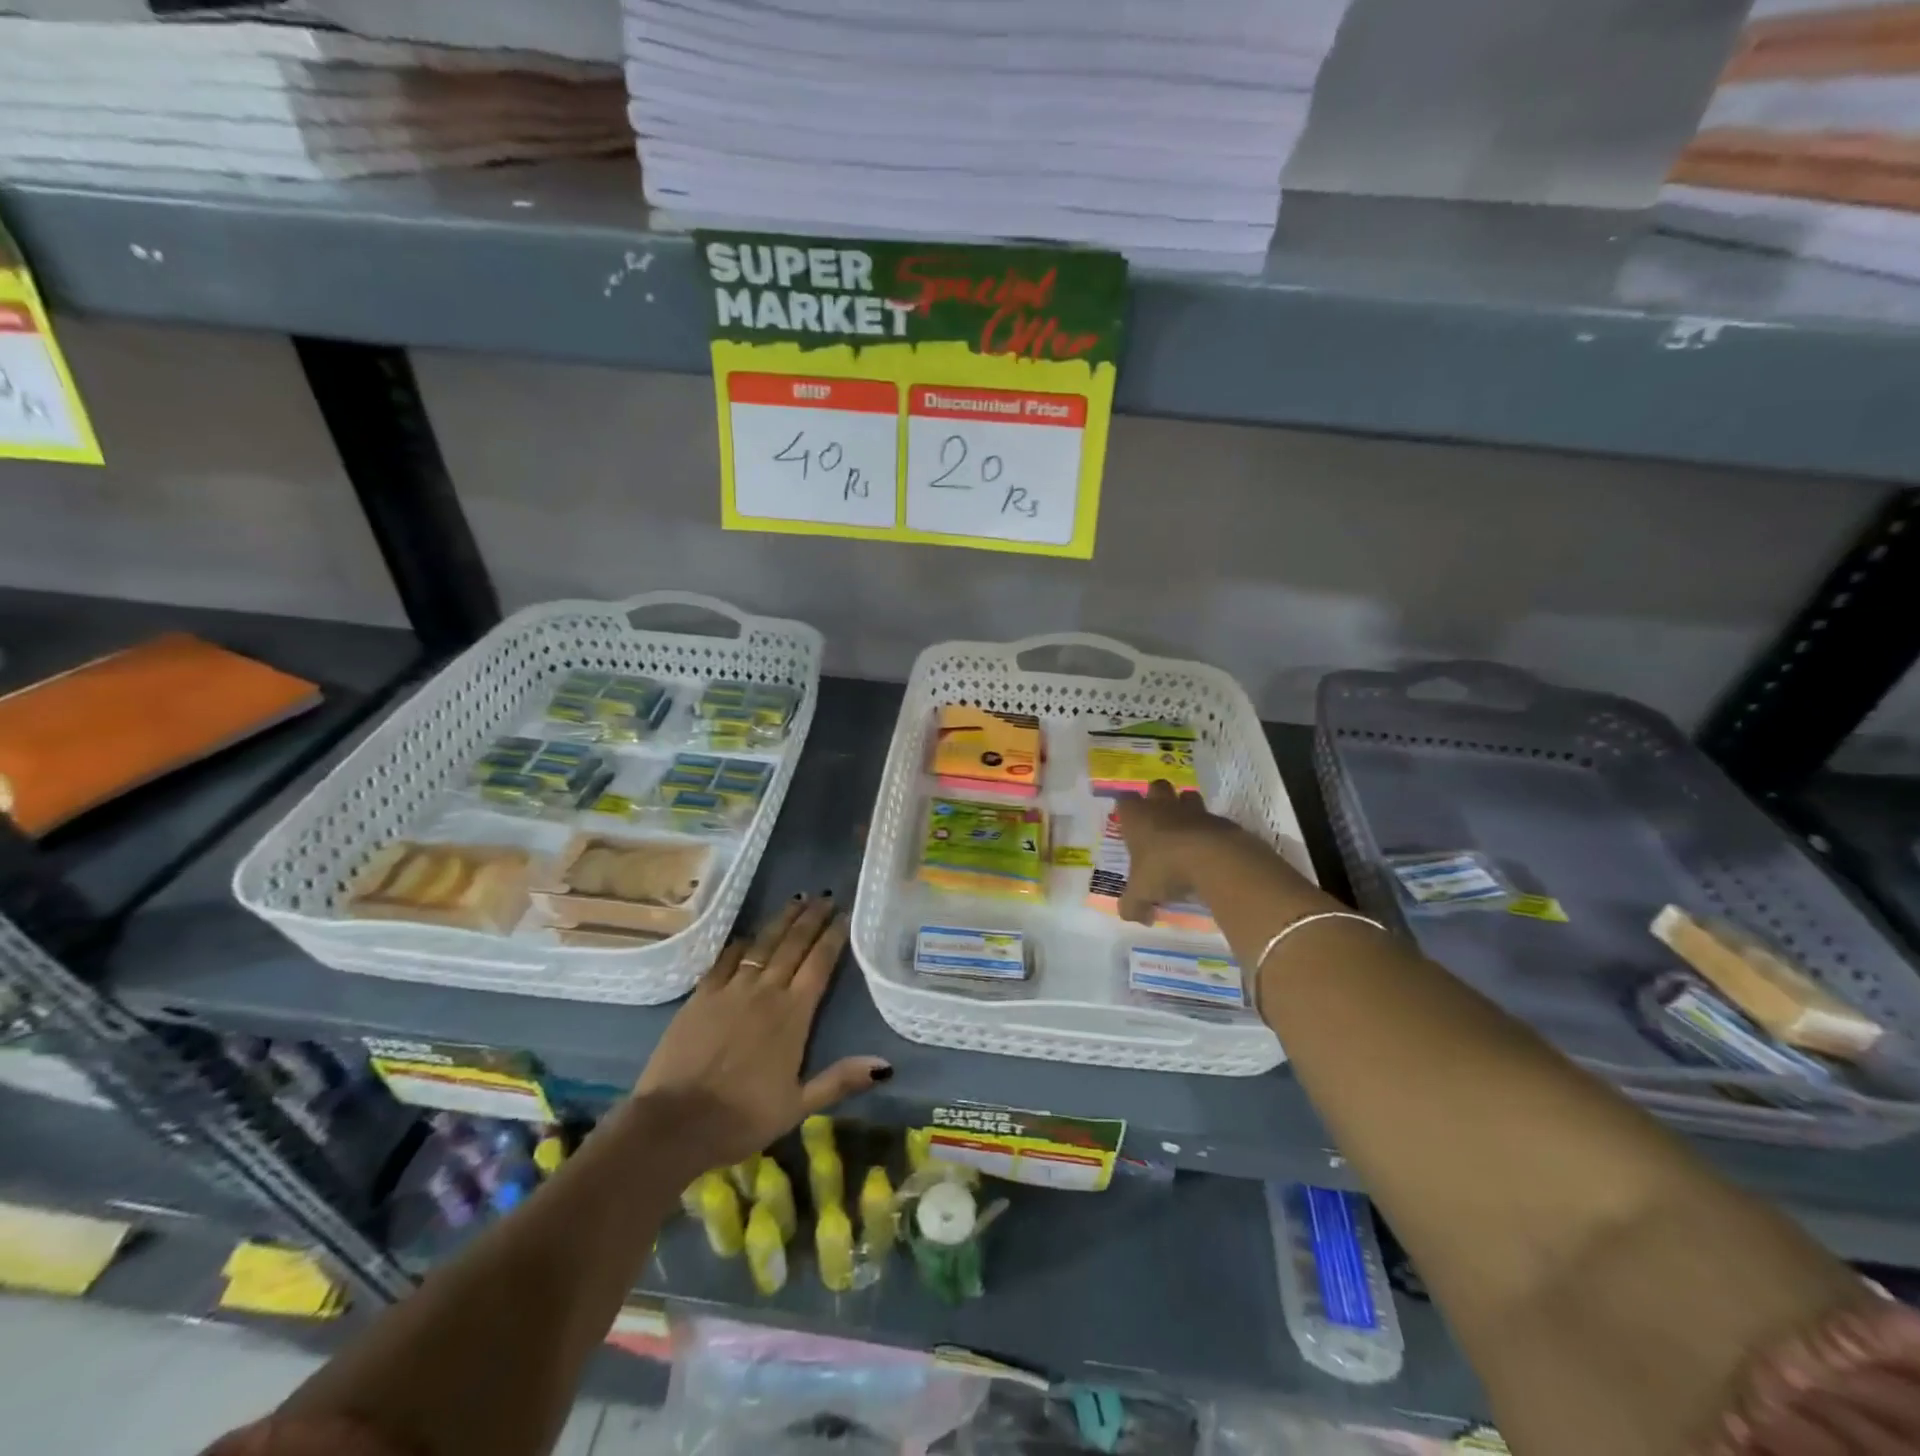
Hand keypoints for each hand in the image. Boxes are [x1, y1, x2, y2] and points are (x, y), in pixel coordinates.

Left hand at [634, 894, 889, 1169]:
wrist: (675, 1123)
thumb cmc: (742, 1117)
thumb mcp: (798, 1106)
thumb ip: (840, 1080)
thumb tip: (885, 1065)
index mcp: (793, 1014)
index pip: (819, 964)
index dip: (833, 936)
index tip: (844, 914)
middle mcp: (765, 991)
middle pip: (793, 945)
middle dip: (811, 918)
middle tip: (824, 896)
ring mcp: (731, 990)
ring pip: (762, 944)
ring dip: (781, 920)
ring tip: (796, 900)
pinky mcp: (701, 995)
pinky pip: (725, 958)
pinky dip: (740, 942)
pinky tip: (749, 933)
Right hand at [1113, 780, 1247, 924]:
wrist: (1213, 859)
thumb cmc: (1165, 869)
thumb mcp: (1140, 894)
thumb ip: (1132, 905)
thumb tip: (1135, 917)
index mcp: (1137, 818)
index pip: (1125, 800)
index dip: (1126, 808)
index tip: (1128, 820)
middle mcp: (1163, 807)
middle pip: (1157, 787)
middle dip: (1157, 797)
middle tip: (1157, 819)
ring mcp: (1194, 811)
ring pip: (1187, 796)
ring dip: (1185, 807)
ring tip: (1184, 830)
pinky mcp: (1221, 821)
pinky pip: (1212, 819)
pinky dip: (1209, 830)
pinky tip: (1209, 850)